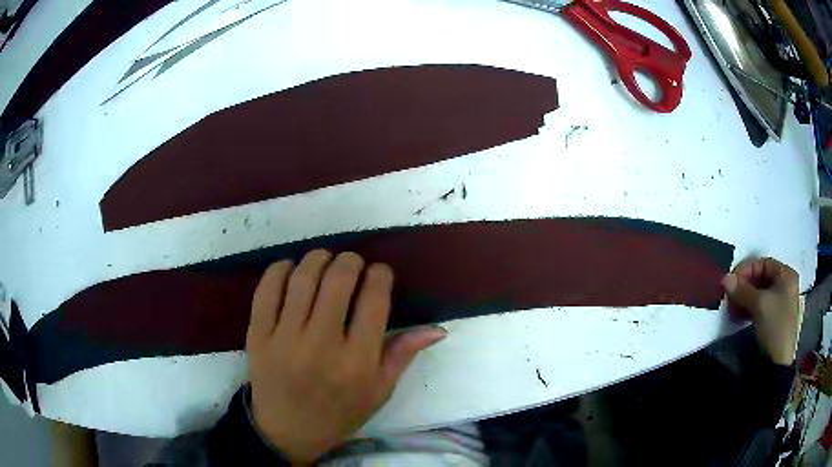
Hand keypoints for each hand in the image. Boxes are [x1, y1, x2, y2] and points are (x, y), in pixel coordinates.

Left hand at [246, 250, 446, 462]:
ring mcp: (284, 339)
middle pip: (338, 281)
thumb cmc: (339, 413)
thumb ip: (404, 355)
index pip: (374, 301)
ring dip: (318, 258)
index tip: (379, 272)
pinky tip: (291, 269)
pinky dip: (280, 269)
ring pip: (303, 279)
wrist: (286, 430)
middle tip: (353, 263)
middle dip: (350, 261)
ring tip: (325, 260)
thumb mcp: (379, 392)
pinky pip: (267, 290)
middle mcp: (321, 346)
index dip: (380, 275)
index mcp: (357, 362)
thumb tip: (438, 329)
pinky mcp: (258, 335)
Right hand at [722, 257, 799, 365]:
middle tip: (730, 296)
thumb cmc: (774, 325)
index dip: (747, 269)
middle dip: (744, 286)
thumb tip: (725, 278)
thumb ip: (742, 290)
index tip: (731, 281)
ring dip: (745, 299)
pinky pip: (761, 307)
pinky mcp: (775, 319)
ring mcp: (781, 303)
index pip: (763, 263)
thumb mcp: (759, 305)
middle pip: (762, 278)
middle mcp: (786, 285)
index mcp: (786, 275)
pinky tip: (739, 317)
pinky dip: (749, 309)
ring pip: (760, 294)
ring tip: (733, 309)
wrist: (778, 362)